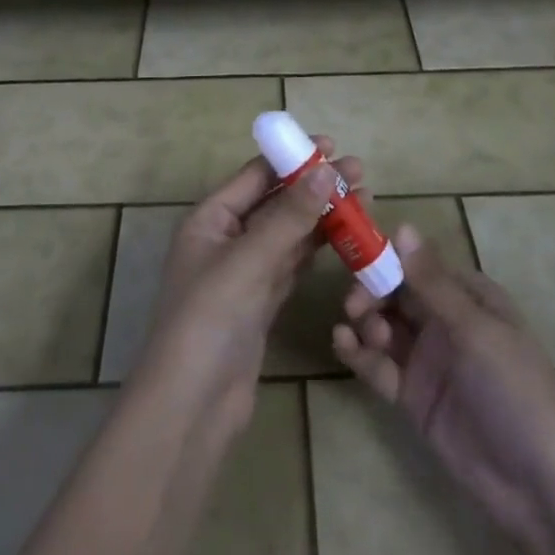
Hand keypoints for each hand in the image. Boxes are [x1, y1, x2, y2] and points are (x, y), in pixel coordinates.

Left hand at [133, 139, 359, 436]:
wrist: (190, 409)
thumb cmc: (208, 320)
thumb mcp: (249, 261)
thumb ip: (289, 216)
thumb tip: (325, 170)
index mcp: (210, 219)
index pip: (255, 176)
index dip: (293, 159)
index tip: (332, 145)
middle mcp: (226, 239)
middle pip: (276, 202)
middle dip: (315, 187)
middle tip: (360, 173)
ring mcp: (244, 273)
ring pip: (288, 234)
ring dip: (322, 217)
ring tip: (363, 199)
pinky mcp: (261, 304)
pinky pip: (293, 265)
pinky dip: (318, 250)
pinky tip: (345, 238)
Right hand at [332, 224, 554, 548]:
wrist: (537, 487)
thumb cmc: (515, 390)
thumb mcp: (476, 331)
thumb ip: (432, 282)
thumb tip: (402, 227)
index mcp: (469, 296)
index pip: (420, 263)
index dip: (388, 257)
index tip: (358, 255)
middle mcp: (445, 320)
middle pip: (396, 291)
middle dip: (371, 291)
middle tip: (355, 305)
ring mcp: (428, 358)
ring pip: (384, 325)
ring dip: (367, 321)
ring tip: (369, 336)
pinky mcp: (413, 395)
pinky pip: (379, 365)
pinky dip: (358, 352)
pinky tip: (342, 344)